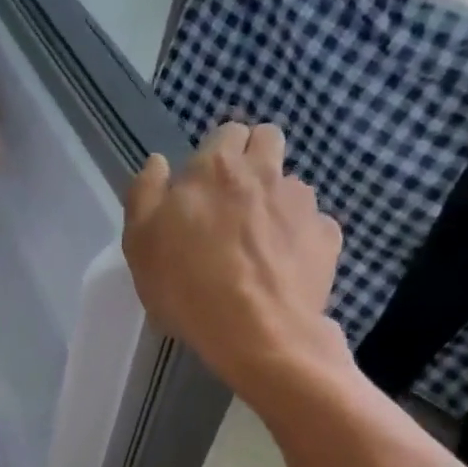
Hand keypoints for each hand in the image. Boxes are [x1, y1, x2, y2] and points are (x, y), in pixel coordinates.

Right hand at [123, 122, 348, 401]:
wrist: (258, 334)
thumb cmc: (187, 287)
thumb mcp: (140, 244)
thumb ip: (145, 194)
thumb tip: (159, 162)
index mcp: (215, 167)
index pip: (225, 132)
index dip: (215, 154)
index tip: (203, 186)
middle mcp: (264, 172)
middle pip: (268, 139)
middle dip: (253, 158)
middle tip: (234, 200)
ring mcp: (302, 203)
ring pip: (291, 184)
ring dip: (276, 200)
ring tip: (260, 243)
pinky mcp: (327, 236)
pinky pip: (313, 225)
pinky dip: (299, 238)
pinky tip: (283, 267)